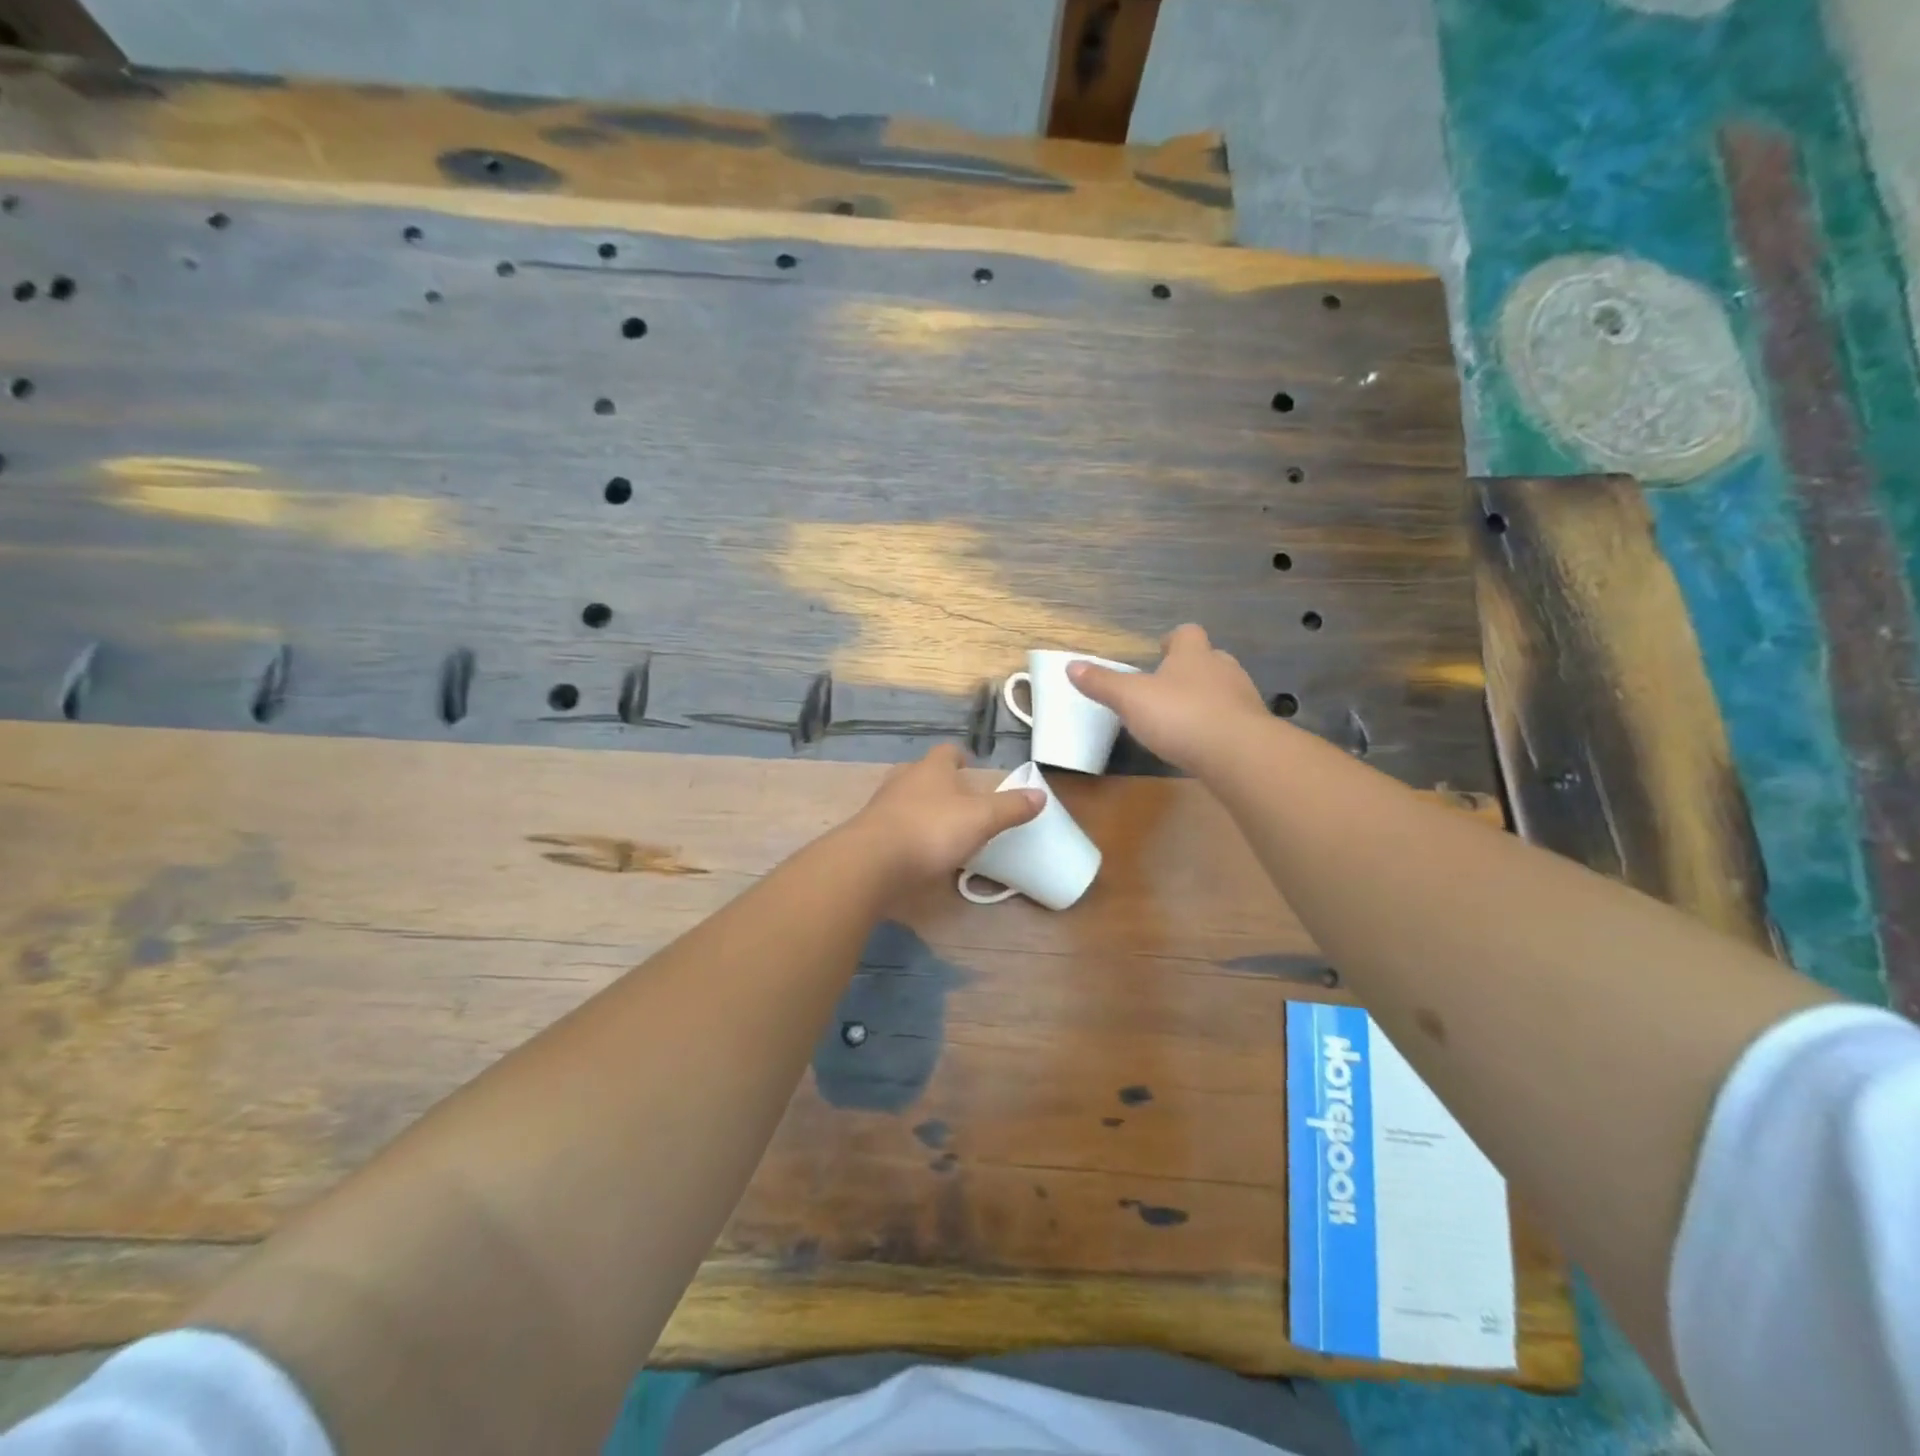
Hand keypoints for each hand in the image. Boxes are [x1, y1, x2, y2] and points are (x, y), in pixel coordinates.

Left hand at [846, 745, 1044, 890]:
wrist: (872, 862)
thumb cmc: (931, 830)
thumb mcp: (981, 819)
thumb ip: (1010, 808)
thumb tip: (1040, 794)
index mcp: (932, 769)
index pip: (947, 751)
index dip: (960, 756)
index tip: (969, 764)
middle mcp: (904, 780)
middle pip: (923, 773)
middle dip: (939, 783)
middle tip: (957, 798)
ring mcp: (882, 806)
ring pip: (905, 799)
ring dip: (921, 809)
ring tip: (940, 827)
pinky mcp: (869, 833)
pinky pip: (893, 826)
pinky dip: (906, 833)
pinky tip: (918, 852)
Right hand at [1068, 624, 1269, 774]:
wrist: (1238, 753)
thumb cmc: (1180, 716)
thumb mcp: (1130, 699)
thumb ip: (1102, 683)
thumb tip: (1070, 665)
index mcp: (1192, 654)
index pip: (1186, 634)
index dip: (1173, 640)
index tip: (1161, 650)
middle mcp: (1222, 668)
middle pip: (1209, 658)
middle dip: (1191, 669)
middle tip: (1169, 686)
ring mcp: (1243, 698)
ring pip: (1224, 688)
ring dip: (1207, 697)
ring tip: (1184, 717)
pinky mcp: (1253, 728)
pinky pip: (1233, 718)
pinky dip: (1219, 725)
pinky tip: (1204, 742)